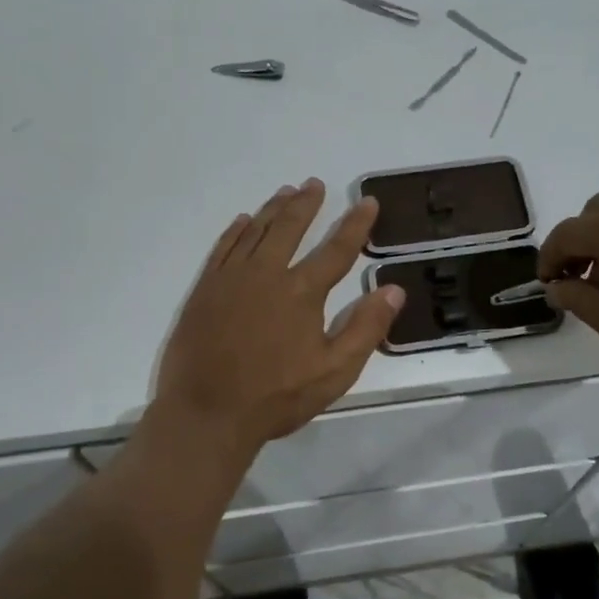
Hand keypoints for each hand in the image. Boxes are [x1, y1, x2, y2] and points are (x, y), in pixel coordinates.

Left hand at [153, 179, 405, 452]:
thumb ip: (366, 328)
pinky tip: (244, 221)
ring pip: (255, 231)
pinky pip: (223, 248)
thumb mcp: (335, 371)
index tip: (366, 201)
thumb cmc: (276, 396)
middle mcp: (266, 274)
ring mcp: (231, 279)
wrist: (207, 413)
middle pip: (289, 228)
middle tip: (315, 184)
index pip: (336, 249)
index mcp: (302, 292)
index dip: (355, 224)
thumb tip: (393, 289)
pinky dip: (236, 231)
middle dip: (306, 204)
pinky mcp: (205, 290)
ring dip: (273, 209)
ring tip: (286, 192)